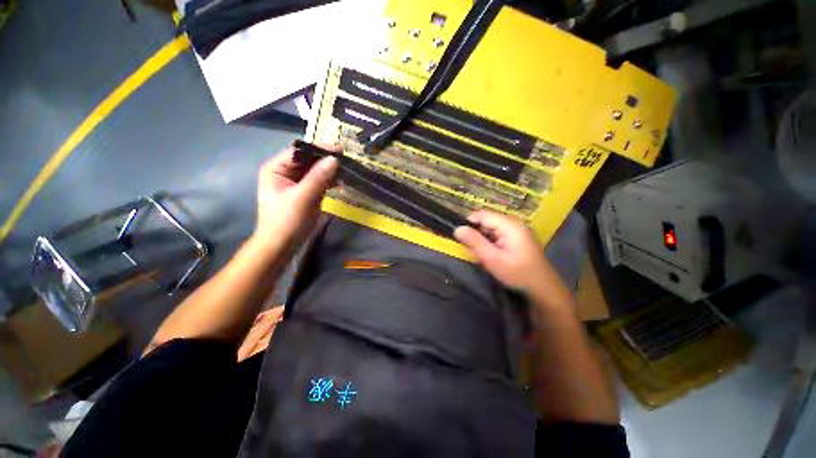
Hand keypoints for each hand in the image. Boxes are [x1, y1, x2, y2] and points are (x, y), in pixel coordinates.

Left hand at [253, 144, 338, 252]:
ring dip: (330, 170)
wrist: (282, 244)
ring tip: (347, 169)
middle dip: (326, 160)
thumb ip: (318, 178)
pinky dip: (330, 181)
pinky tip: (341, 180)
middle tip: (346, 159)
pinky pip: (319, 182)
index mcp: (277, 168)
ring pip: (316, 171)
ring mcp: (297, 183)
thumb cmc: (286, 221)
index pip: (299, 151)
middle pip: (308, 160)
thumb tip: (334, 159)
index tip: (339, 149)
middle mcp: (286, 172)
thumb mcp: (302, 198)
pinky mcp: (306, 193)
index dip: (319, 149)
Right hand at [454, 210, 549, 292]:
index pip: (482, 215)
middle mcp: (515, 223)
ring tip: (484, 257)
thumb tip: (457, 228)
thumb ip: (474, 242)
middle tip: (475, 253)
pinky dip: (492, 244)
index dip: (469, 223)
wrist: (543, 288)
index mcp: (510, 224)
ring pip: (492, 229)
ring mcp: (518, 230)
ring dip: (484, 241)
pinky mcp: (519, 238)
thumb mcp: (492, 259)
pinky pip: (499, 235)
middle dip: (477, 235)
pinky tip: (493, 257)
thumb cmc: (517, 273)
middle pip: (487, 221)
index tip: (461, 237)